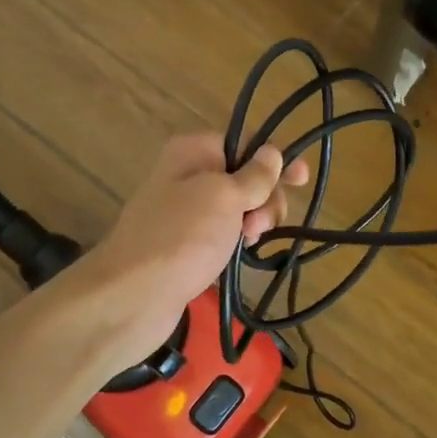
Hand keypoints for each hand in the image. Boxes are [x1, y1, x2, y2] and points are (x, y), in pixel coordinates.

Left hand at [68, 135, 308, 367]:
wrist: (134, 295)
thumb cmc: (182, 236)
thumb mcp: (224, 196)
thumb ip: (254, 175)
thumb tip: (272, 152)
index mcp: (193, 152)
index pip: (244, 142)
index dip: (274, 159)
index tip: (302, 179)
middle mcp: (188, 175)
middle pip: (245, 176)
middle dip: (265, 196)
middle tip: (260, 224)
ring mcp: (186, 212)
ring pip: (238, 208)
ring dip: (254, 221)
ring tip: (248, 242)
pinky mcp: (188, 245)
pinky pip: (224, 233)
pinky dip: (238, 241)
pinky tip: (242, 254)